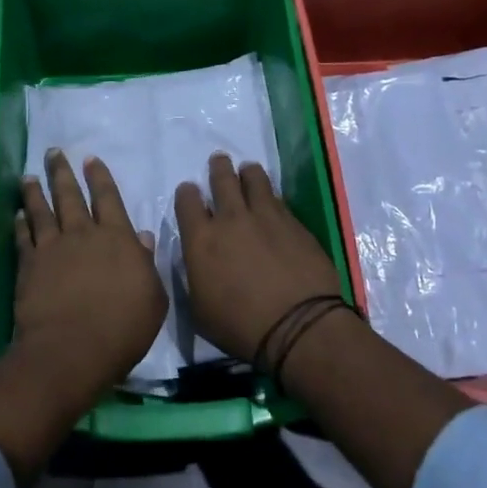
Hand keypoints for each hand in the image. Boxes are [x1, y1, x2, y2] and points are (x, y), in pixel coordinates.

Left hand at [12, 150, 167, 397]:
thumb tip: (143, 237)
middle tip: (53, 153)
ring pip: (42, 211)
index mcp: (117, 238)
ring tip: (29, 176)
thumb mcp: (153, 299)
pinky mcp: (29, 265)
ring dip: (36, 192)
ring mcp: (52, 248)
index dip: (99, 177)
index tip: (90, 159)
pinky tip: (17, 214)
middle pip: (70, 196)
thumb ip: (147, 264)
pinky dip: (20, 223)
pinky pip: (23, 237)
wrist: (72, 349)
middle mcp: (82, 234)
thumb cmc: (122, 328)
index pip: (108, 198)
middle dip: (62, 172)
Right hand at [174, 154, 343, 363]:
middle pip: (222, 179)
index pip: (187, 201)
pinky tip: (273, 199)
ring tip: (248, 170)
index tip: (190, 192)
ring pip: (254, 179)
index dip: (187, 193)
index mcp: (201, 240)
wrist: (299, 327)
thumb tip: (195, 262)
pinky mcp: (294, 223)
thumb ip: (193, 278)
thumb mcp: (199, 311)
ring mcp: (266, 217)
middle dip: (218, 168)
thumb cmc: (241, 326)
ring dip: (247, 172)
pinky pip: (279, 199)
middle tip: (219, 161)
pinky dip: (272, 195)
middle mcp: (231, 219)